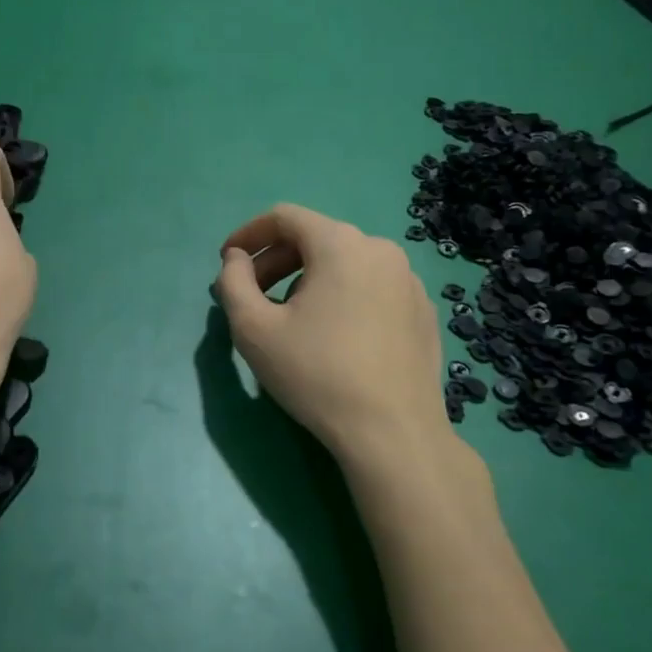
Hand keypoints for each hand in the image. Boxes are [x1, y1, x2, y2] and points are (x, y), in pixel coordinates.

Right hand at [212, 204, 456, 472]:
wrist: (394, 435)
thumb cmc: (317, 374)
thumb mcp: (253, 328)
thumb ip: (232, 282)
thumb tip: (236, 259)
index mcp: (340, 244)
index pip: (285, 217)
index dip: (249, 234)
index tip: (228, 260)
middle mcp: (380, 249)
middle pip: (316, 238)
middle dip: (277, 260)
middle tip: (252, 295)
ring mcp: (409, 280)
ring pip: (346, 263)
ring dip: (309, 279)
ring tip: (291, 318)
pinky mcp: (423, 311)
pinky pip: (373, 287)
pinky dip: (344, 296)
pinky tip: (335, 336)